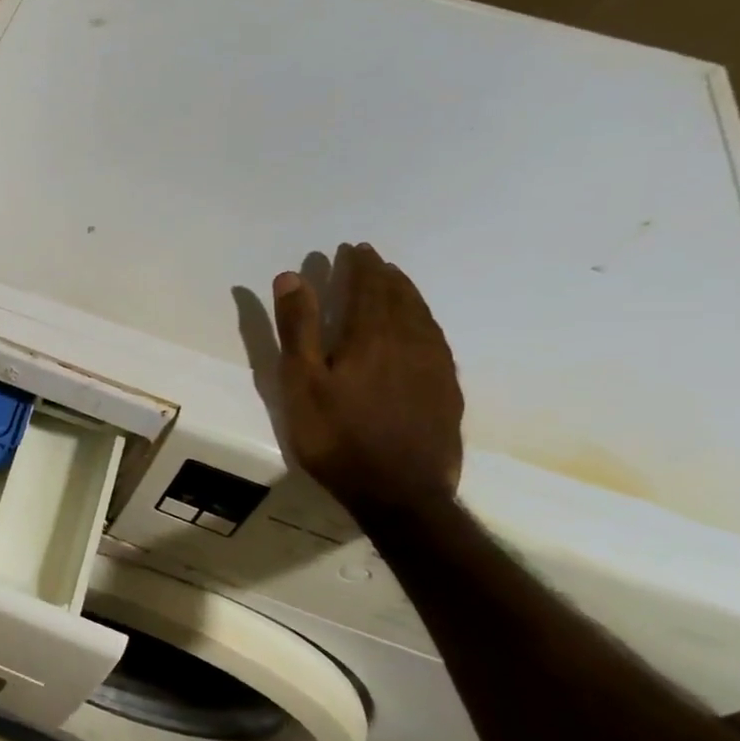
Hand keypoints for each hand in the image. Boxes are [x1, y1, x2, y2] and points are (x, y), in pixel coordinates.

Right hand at [272, 243, 463, 517]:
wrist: (399, 492)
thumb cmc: (336, 436)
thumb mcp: (301, 383)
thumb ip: (298, 329)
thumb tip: (293, 276)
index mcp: (371, 335)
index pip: (368, 286)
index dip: (359, 265)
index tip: (351, 248)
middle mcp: (410, 341)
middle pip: (399, 296)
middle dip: (383, 274)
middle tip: (371, 259)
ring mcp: (435, 366)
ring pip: (422, 316)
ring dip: (406, 294)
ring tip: (394, 283)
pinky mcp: (447, 391)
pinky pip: (436, 339)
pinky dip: (423, 321)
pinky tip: (418, 329)